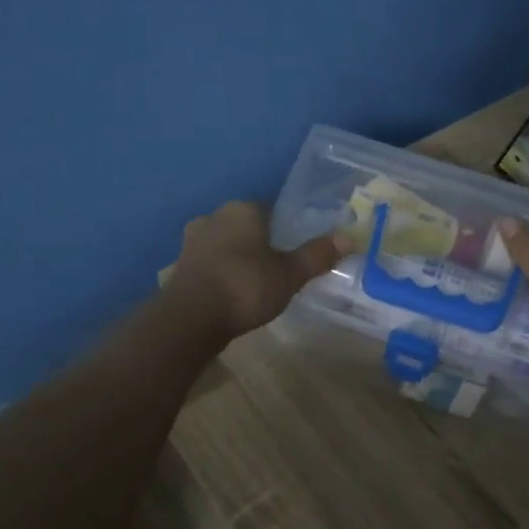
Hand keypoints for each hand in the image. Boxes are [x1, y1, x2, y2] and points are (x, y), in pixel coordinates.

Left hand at [163, 202, 347, 341]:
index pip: (270, 210)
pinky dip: (220, 273)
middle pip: (245, 226)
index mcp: (243, 209)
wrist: (190, 318)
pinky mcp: (180, 266)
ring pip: (224, 243)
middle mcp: (214, 216)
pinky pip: (209, 263)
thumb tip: (348, 238)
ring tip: (255, 282)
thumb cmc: (245, 286)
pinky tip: (231, 293)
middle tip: (277, 267)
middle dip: (259, 242)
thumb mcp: (289, 274)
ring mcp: (192, 241)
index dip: (284, 229)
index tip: (294, 249)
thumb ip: (316, 256)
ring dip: (237, 257)